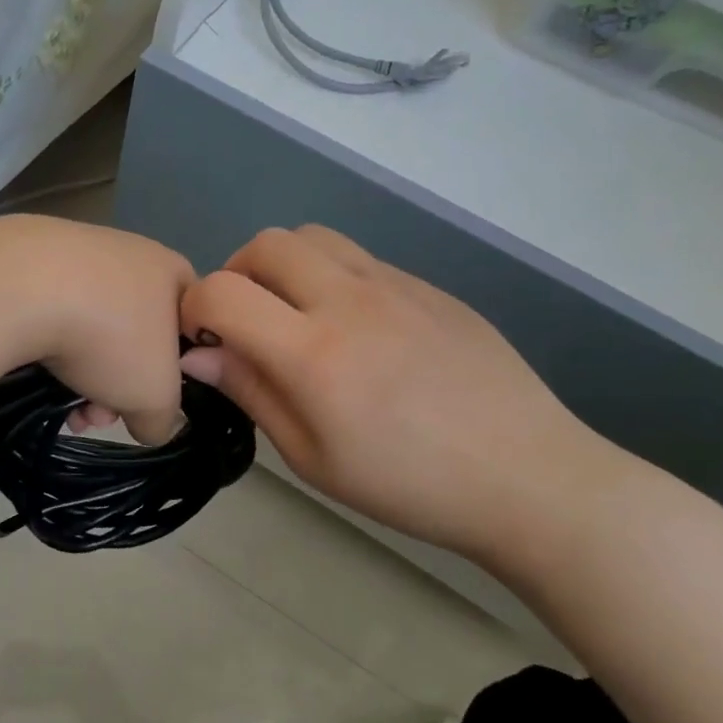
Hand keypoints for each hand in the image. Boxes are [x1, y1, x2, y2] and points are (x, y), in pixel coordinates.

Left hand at [0, 215, 194, 444]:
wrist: (20, 290)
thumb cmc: (111, 338)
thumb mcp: (155, 398)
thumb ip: (163, 419)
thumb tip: (148, 423)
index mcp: (171, 272)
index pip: (189, 327)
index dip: (175, 373)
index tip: (149, 401)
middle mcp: (128, 252)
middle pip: (134, 337)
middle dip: (118, 386)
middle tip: (98, 416)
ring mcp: (76, 250)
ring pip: (91, 331)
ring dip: (82, 378)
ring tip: (65, 409)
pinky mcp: (30, 259)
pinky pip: (52, 315)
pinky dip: (49, 349)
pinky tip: (37, 377)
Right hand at [179, 225, 632, 572]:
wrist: (528, 477)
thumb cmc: (409, 485)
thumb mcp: (313, 458)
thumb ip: (252, 393)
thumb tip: (199, 354)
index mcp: (314, 353)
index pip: (222, 292)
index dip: (194, 310)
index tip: (203, 342)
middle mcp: (349, 300)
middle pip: (266, 244)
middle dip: (236, 274)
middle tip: (246, 322)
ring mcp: (395, 285)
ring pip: (313, 236)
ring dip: (283, 265)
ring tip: (294, 314)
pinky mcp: (429, 286)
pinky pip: (360, 259)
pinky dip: (331, 278)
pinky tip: (356, 331)